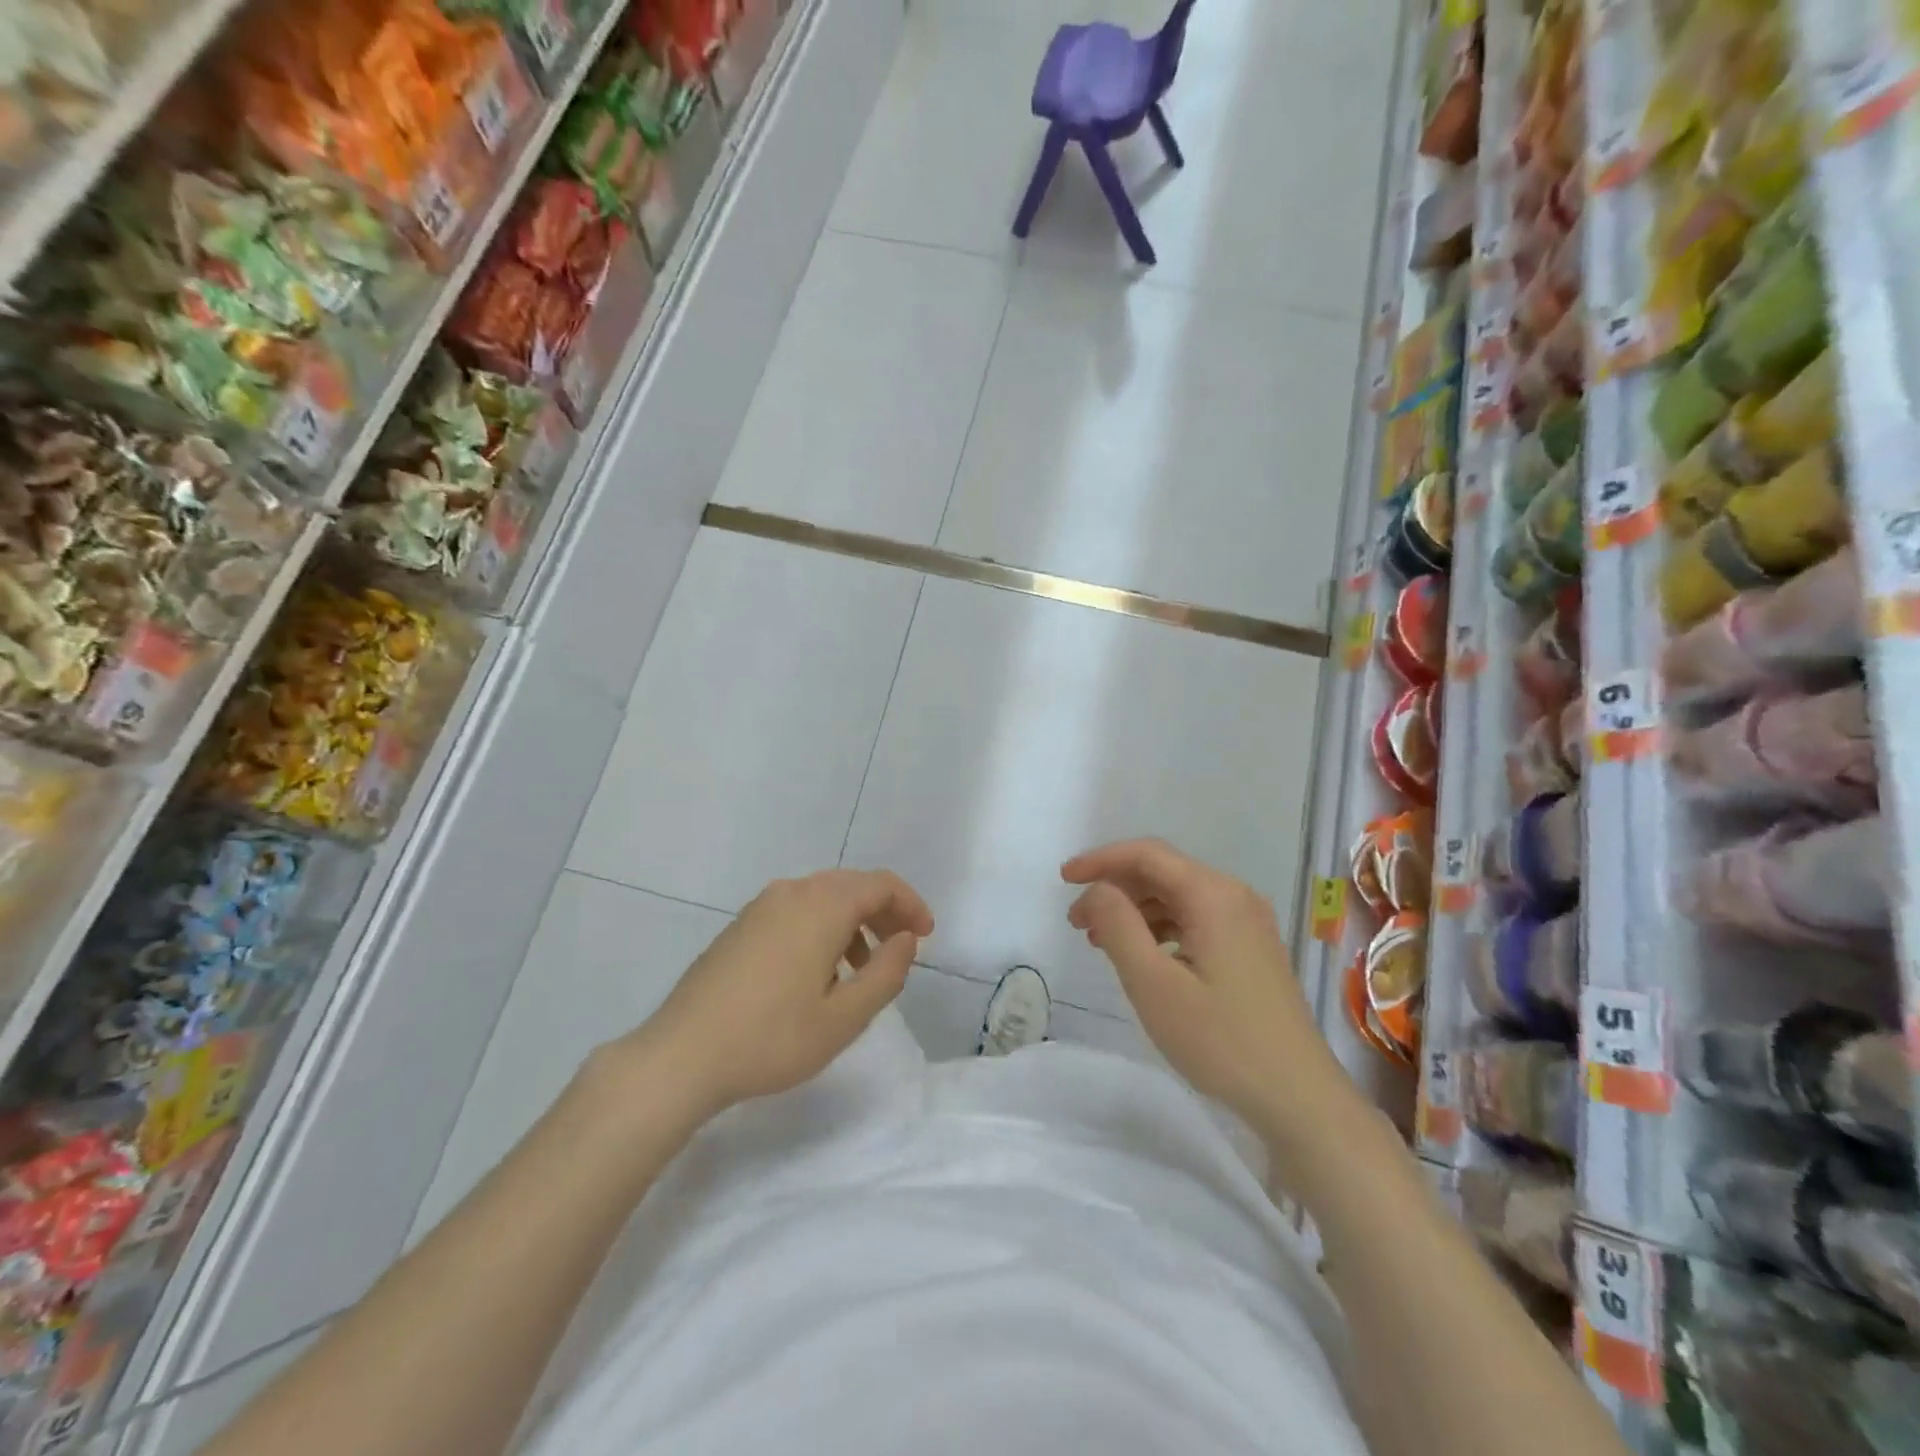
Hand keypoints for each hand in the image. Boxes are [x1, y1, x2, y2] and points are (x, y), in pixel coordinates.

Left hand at [619, 869, 933, 1121]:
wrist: (681, 1056)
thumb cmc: (771, 1038)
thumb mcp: (844, 1018)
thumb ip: (886, 973)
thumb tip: (905, 940)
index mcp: (821, 906)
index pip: (880, 885)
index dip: (910, 905)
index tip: (925, 936)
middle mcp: (792, 893)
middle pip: (852, 886)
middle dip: (884, 912)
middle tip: (901, 948)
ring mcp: (760, 907)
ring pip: (822, 898)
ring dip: (851, 922)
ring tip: (860, 969)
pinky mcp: (740, 926)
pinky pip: (795, 911)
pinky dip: (821, 927)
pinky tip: (816, 973)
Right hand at [1063, 839, 1347, 1132]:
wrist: (1299, 1097)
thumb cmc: (1220, 1040)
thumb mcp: (1153, 984)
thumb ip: (1118, 926)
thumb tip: (1098, 889)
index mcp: (1213, 895)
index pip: (1147, 854)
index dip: (1101, 860)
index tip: (1064, 880)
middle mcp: (1234, 896)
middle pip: (1163, 872)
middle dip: (1115, 888)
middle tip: (1076, 920)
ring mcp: (1247, 922)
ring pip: (1178, 896)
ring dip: (1135, 910)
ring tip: (1099, 941)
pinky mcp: (1251, 947)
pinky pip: (1196, 919)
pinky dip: (1160, 928)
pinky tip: (1142, 956)